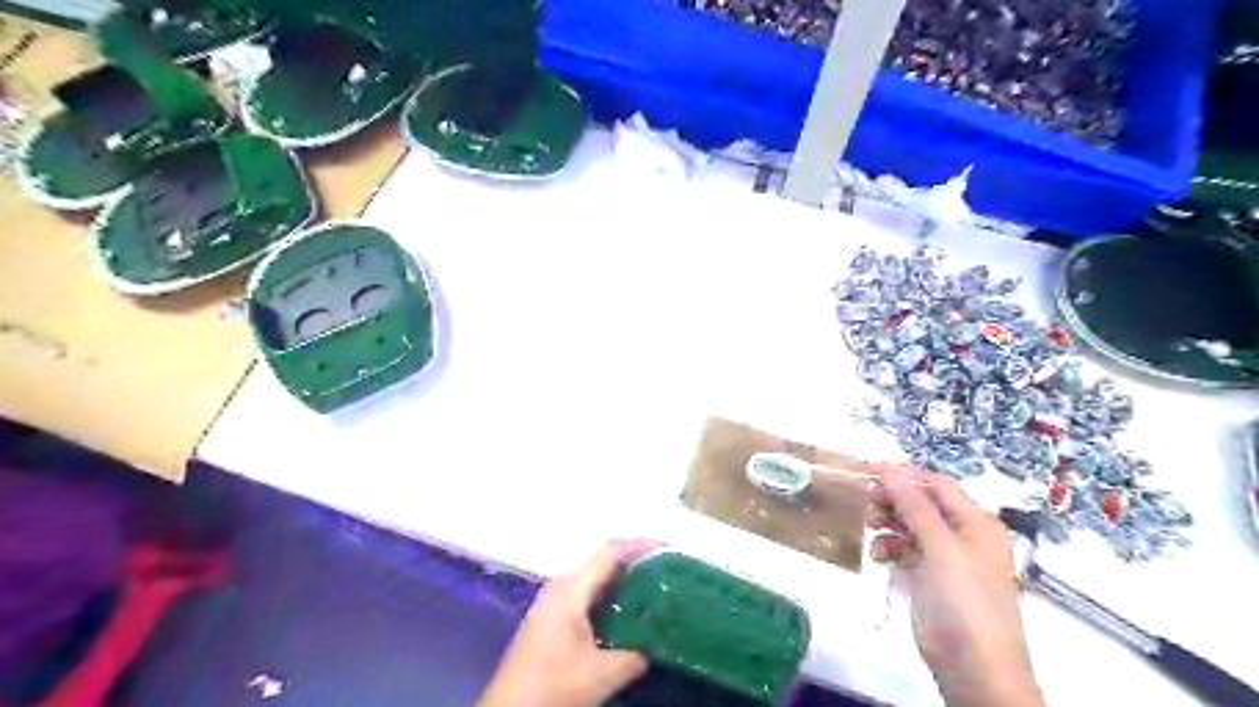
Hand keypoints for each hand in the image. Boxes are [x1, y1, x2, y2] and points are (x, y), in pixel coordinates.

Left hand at [481, 540, 655, 706]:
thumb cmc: (552, 687)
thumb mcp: (601, 675)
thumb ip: (634, 655)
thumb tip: (659, 642)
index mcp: (571, 589)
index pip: (610, 552)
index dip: (639, 545)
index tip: (668, 548)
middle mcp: (561, 585)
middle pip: (602, 559)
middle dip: (635, 560)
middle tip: (667, 568)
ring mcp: (553, 600)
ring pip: (594, 576)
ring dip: (622, 577)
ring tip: (654, 585)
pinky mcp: (551, 615)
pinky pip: (586, 591)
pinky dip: (610, 593)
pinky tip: (627, 610)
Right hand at [871, 463, 1049, 706]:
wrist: (975, 670)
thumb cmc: (963, 602)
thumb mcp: (940, 549)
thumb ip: (915, 507)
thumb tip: (891, 469)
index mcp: (976, 523)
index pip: (937, 485)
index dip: (904, 474)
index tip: (867, 469)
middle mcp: (964, 536)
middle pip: (923, 504)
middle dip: (893, 499)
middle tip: (862, 500)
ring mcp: (948, 559)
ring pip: (911, 526)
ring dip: (888, 523)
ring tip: (868, 528)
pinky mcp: (932, 580)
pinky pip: (907, 551)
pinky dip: (891, 548)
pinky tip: (878, 556)